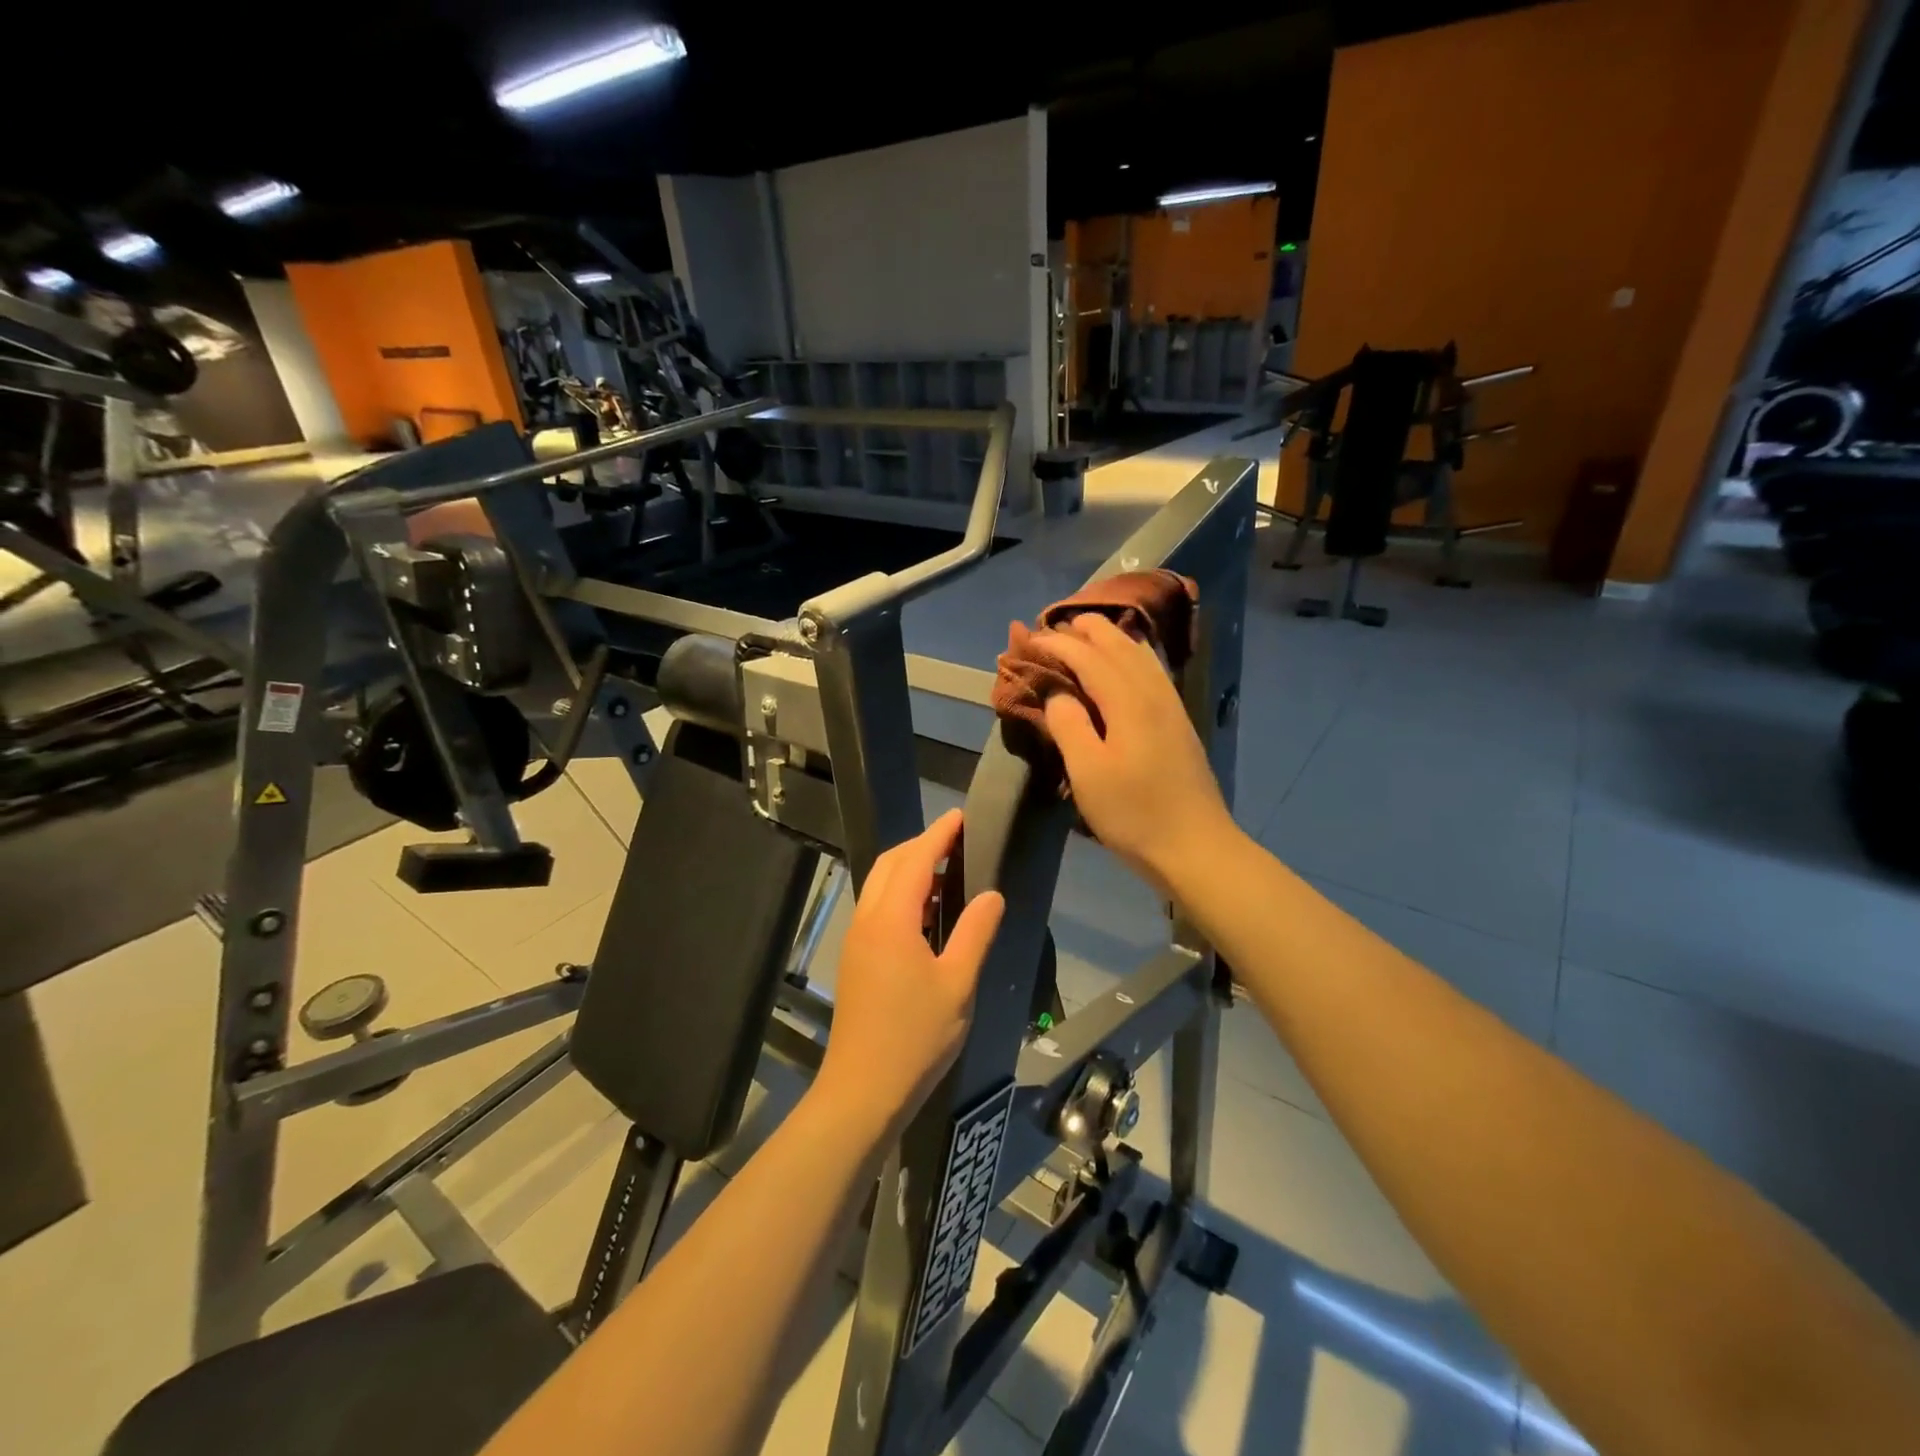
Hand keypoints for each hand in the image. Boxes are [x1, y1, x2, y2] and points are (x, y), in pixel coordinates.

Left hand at [814, 810, 1004, 1142]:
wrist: (863, 1089)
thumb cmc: (916, 1037)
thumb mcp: (957, 984)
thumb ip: (975, 933)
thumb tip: (992, 894)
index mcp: (891, 920)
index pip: (915, 860)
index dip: (938, 835)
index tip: (959, 816)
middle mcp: (867, 920)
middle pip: (890, 865)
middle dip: (920, 845)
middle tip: (956, 840)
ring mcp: (856, 940)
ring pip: (879, 886)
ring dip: (909, 870)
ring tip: (947, 873)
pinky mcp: (855, 958)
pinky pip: (877, 907)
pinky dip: (900, 894)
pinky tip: (927, 913)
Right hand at [1040, 614, 1233, 893]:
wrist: (1196, 848)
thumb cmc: (1134, 814)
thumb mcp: (1088, 773)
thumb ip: (1069, 726)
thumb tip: (1058, 694)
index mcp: (1128, 702)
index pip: (1088, 657)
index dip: (1058, 645)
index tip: (1029, 640)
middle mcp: (1154, 694)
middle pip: (1121, 646)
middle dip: (1088, 630)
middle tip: (1057, 626)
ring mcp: (1172, 708)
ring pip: (1142, 656)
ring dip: (1112, 639)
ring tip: (1088, 635)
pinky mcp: (1180, 724)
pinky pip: (1153, 673)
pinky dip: (1132, 657)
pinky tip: (1126, 667)